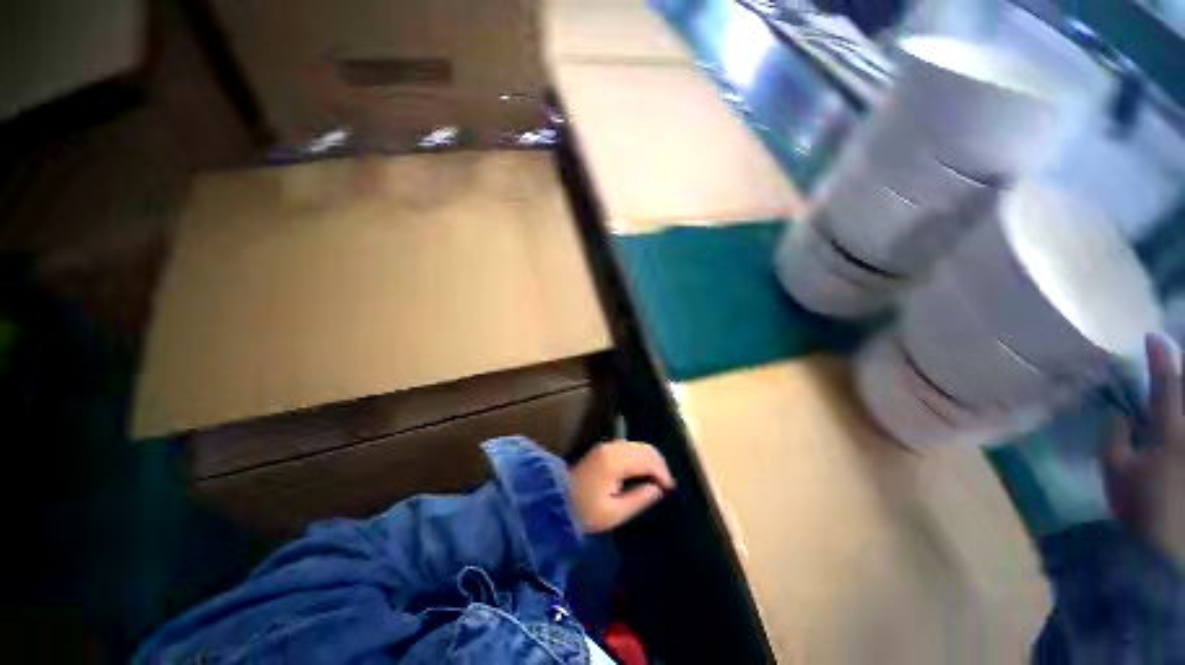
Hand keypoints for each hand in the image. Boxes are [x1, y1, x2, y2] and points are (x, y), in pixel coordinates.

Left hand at [570, 441, 674, 532]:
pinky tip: (644, 473)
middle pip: (645, 448)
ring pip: (639, 446)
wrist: (556, 500)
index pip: (648, 459)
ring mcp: (608, 445)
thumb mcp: (614, 513)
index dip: (663, 473)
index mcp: (615, 460)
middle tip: (667, 486)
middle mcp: (613, 447)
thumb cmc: (584, 511)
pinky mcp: (604, 449)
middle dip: (660, 465)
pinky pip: (630, 448)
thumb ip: (639, 498)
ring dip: (651, 461)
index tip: (671, 491)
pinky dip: (641, 458)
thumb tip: (659, 489)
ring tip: (658, 481)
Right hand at [1104, 333, 1184, 563]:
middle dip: (1184, 375)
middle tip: (1178, 358)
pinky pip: (1182, 431)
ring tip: (1177, 388)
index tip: (1154, 337)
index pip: (1165, 385)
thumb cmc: (1139, 509)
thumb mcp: (1115, 474)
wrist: (1166, 550)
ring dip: (1183, 394)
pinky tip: (1175, 416)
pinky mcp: (1184, 458)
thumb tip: (1120, 414)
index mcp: (1170, 433)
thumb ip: (1115, 440)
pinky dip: (1179, 416)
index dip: (1160, 359)